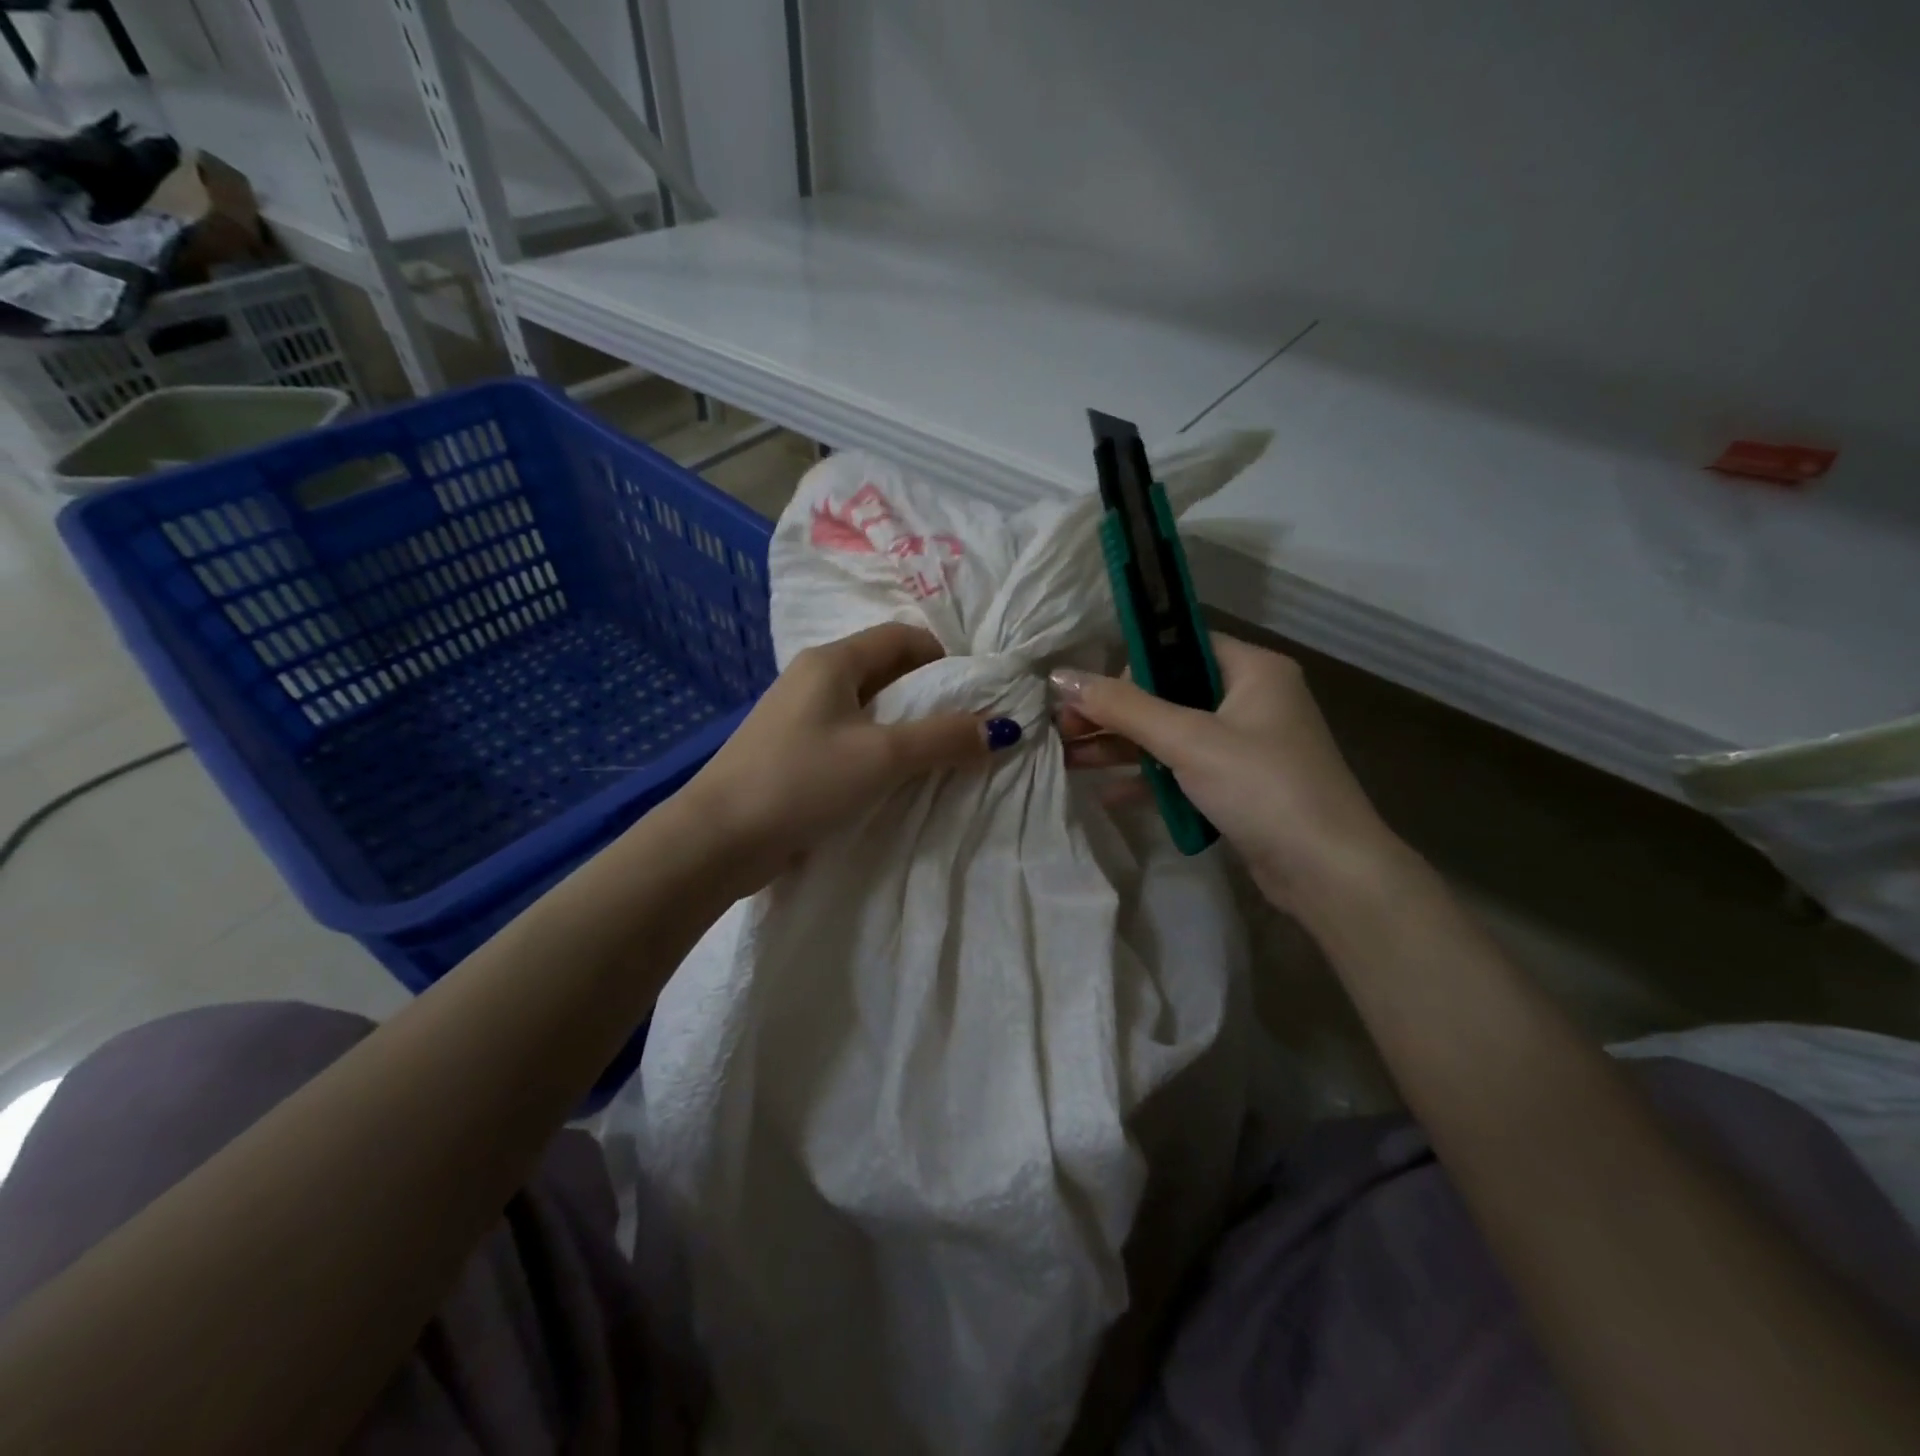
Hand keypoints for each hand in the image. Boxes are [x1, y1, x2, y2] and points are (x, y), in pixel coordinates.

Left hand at [682, 622, 1007, 892]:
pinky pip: (848, 738)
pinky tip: (893, 780)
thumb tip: (1002, 727)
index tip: (976, 694)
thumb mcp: (883, 757)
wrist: (718, 839)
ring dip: (904, 728)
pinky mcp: (791, 753)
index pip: (902, 637)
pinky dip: (877, 751)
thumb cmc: (802, 781)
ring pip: (867, 709)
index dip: (944, 658)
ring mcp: (798, 717)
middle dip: (929, 696)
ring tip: (937, 758)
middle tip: (964, 729)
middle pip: (886, 671)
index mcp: (832, 662)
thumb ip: (944, 738)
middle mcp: (813, 679)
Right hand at [1051, 634, 1400, 911]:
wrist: (1327, 872)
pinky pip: (1184, 769)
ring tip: (1068, 758)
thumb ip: (1123, 707)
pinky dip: (1149, 778)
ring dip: (1122, 746)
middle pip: (1168, 692)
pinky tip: (1107, 792)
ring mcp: (1245, 745)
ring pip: (1171, 734)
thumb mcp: (1187, 740)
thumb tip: (1060, 676)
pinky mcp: (1238, 785)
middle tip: (1063, 727)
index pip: (1178, 646)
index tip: (1086, 689)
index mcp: (1252, 670)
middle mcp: (1251, 699)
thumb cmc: (1261, 786)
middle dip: (1114, 712)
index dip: (1128, 663)